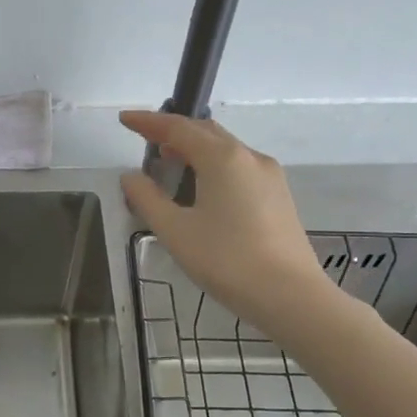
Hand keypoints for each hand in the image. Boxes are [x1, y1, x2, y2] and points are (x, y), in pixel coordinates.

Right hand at [119, 111, 334, 326]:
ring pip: (225, 149)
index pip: (178, 128)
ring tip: (169, 162)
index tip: (125, 120)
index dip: (148, 122)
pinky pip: (238, 167)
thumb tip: (130, 177)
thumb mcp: (175, 231)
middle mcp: (249, 157)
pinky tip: (202, 187)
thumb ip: (147, 199)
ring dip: (194, 148)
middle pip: (205, 132)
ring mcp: (269, 176)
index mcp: (222, 158)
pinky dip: (213, 165)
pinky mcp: (278, 196)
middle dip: (173, 131)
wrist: (291, 297)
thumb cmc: (226, 260)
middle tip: (145, 138)